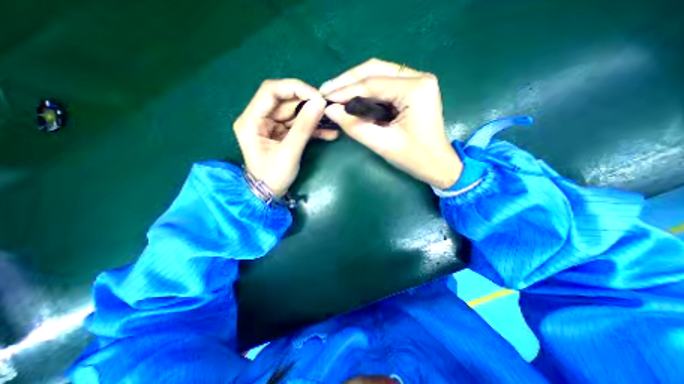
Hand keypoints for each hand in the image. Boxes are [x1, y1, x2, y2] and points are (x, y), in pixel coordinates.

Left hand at [236, 78, 338, 195]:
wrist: (269, 193)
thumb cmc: (273, 176)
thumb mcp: (289, 152)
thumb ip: (304, 127)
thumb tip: (320, 103)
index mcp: (251, 120)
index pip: (271, 91)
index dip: (295, 88)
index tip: (317, 97)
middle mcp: (259, 118)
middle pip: (285, 101)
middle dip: (308, 104)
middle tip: (328, 109)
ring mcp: (271, 126)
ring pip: (294, 113)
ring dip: (313, 117)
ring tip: (332, 122)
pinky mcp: (281, 134)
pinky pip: (298, 125)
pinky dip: (313, 129)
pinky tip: (329, 133)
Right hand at [320, 58, 459, 188]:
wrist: (438, 165)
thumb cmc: (415, 158)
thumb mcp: (383, 144)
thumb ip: (355, 127)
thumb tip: (331, 111)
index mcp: (415, 88)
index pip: (372, 83)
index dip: (345, 90)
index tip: (324, 98)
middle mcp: (418, 77)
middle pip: (375, 69)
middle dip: (348, 81)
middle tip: (326, 91)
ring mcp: (417, 81)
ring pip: (378, 74)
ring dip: (355, 84)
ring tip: (335, 94)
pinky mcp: (413, 90)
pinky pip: (384, 84)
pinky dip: (366, 91)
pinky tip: (352, 98)